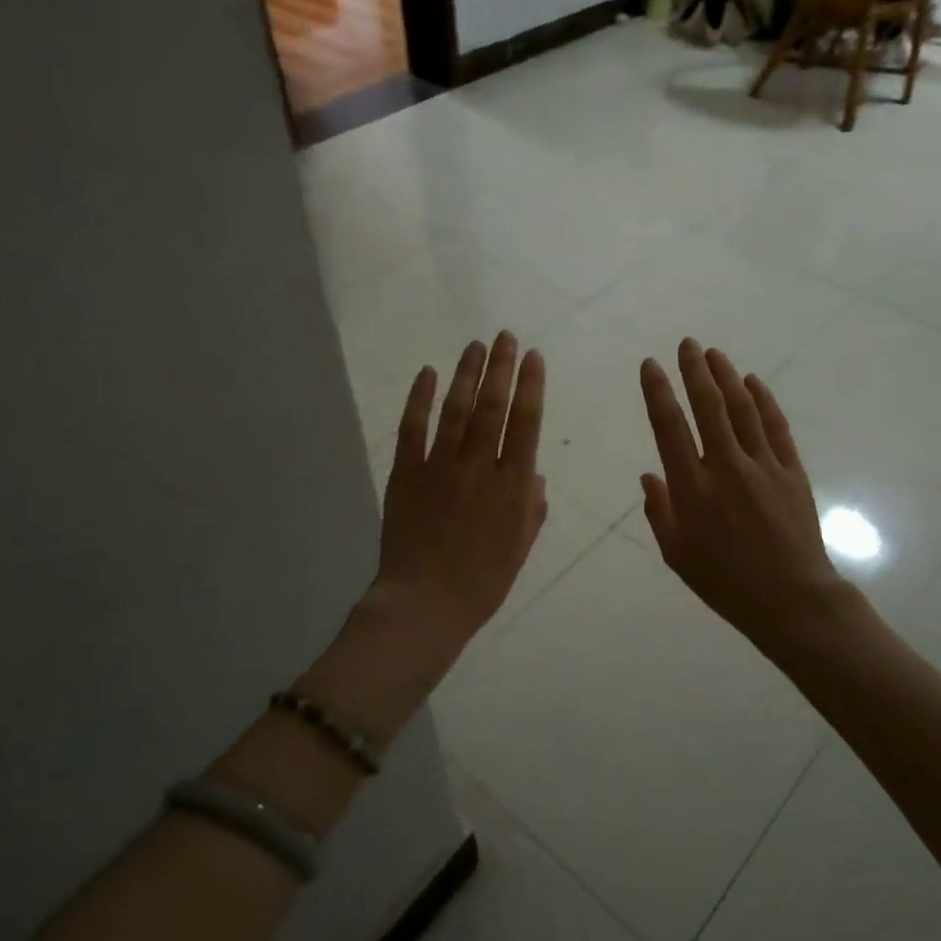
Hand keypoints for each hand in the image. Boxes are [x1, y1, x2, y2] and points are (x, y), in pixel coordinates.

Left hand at [374, 332, 547, 657]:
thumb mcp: (520, 548)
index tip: (533, 356)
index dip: (530, 385)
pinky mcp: (406, 473)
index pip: (526, 423)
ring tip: (475, 345)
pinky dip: (420, 399)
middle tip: (505, 336)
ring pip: (456, 410)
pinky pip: (413, 428)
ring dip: (466, 373)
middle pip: (493, 406)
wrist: (425, 604)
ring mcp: (440, 467)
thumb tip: (534, 474)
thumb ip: (531, 508)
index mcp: (513, 486)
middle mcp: (480, 466)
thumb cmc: (481, 582)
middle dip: (501, 367)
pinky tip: (428, 374)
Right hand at [639, 339, 847, 648]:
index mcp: (692, 489)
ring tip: (715, 354)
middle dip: (695, 371)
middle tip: (687, 344)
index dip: (658, 393)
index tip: (651, 365)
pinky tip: (754, 382)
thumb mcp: (678, 555)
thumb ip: (660, 513)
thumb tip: (648, 477)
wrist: (791, 599)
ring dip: (727, 378)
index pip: (670, 428)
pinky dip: (765, 401)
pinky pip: (776, 428)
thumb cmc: (726, 583)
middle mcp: (726, 467)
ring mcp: (763, 466)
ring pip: (743, 410)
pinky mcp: (792, 472)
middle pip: (709, 407)